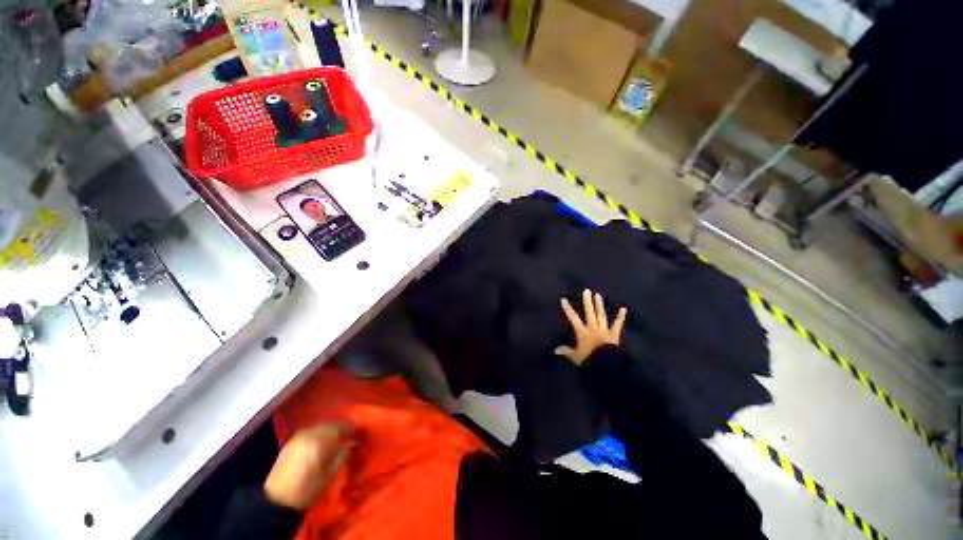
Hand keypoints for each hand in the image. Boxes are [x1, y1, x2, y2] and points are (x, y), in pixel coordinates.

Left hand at [264, 423, 356, 510]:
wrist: (277, 501)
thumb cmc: (307, 490)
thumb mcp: (330, 475)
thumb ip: (342, 455)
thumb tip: (352, 443)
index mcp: (320, 442)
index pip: (340, 427)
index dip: (351, 428)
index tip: (357, 432)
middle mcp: (309, 434)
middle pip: (330, 425)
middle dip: (340, 429)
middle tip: (348, 435)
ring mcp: (298, 437)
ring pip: (319, 427)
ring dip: (328, 430)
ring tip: (334, 439)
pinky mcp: (290, 442)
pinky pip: (309, 432)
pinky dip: (317, 434)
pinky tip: (320, 442)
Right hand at [555, 289, 627, 364]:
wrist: (606, 364)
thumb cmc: (589, 360)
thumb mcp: (575, 357)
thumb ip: (566, 352)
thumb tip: (555, 350)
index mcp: (582, 332)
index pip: (573, 318)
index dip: (568, 309)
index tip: (564, 299)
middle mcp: (593, 328)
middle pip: (589, 312)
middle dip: (587, 301)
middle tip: (587, 291)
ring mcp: (604, 330)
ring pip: (601, 315)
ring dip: (599, 305)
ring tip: (598, 295)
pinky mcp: (614, 334)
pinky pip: (617, 325)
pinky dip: (620, 317)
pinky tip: (623, 309)